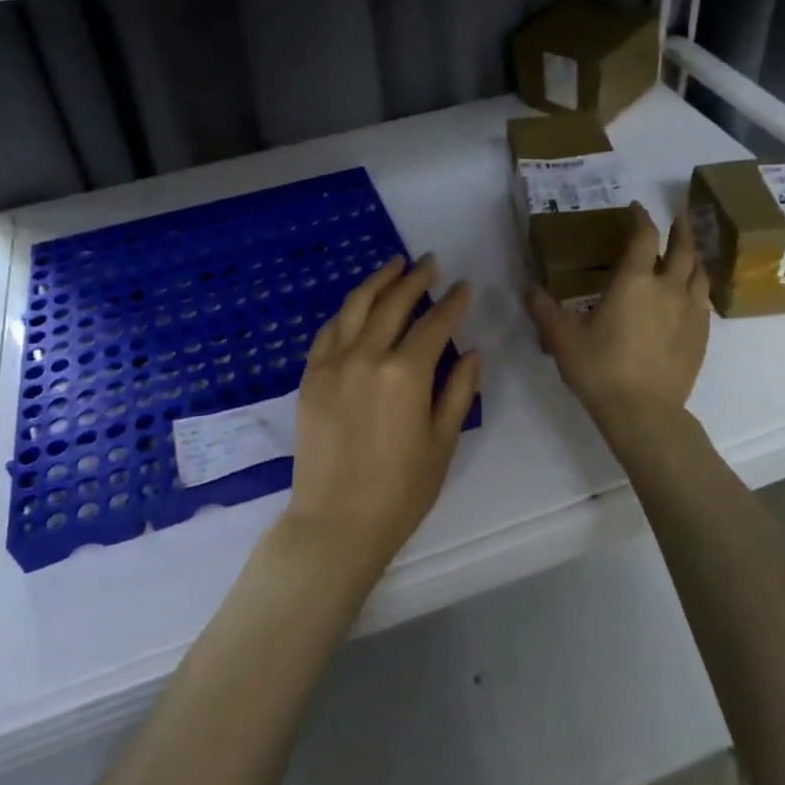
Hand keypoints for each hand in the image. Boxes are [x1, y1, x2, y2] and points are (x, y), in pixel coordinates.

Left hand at [284, 255, 482, 587]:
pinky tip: (358, 304)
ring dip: (378, 281)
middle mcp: (367, 356)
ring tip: (395, 265)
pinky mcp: (310, 377)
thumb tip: (474, 352)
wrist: (336, 521)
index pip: (435, 323)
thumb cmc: (401, 491)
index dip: (452, 302)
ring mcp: (333, 363)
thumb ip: (459, 391)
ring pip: (356, 306)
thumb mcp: (442, 442)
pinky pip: (329, 330)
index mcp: (406, 373)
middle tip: (430, 262)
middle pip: (393, 303)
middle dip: (416, 278)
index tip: (464, 286)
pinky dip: (347, 311)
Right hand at [526, 203, 708, 436]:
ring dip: (694, 256)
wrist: (643, 412)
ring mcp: (690, 313)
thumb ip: (543, 308)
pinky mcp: (701, 336)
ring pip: (699, 273)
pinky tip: (691, 295)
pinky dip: (698, 287)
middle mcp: (668, 289)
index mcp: (634, 281)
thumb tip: (527, 287)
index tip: (636, 208)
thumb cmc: (599, 368)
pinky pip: (704, 301)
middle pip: (683, 248)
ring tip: (689, 251)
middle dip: (680, 228)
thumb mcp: (562, 337)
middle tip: (678, 215)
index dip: (641, 218)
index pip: (643, 237)